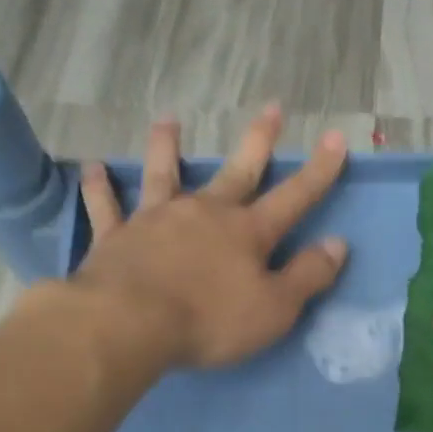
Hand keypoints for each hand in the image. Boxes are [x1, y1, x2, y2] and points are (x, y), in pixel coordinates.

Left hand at [73, 107, 349, 368]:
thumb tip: (338, 245)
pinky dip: (101, 187)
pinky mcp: (116, 236)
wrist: (130, 323)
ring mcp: (157, 219)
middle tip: (272, 108)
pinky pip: (107, 206)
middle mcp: (204, 213)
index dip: (318, 170)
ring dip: (167, 146)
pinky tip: (94, 168)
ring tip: (169, 120)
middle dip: (258, 140)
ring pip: (164, 173)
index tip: (335, 137)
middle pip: (237, 172)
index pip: (294, 197)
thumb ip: (308, 276)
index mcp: (247, 232)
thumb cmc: (210, 320)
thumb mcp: (275, 309)